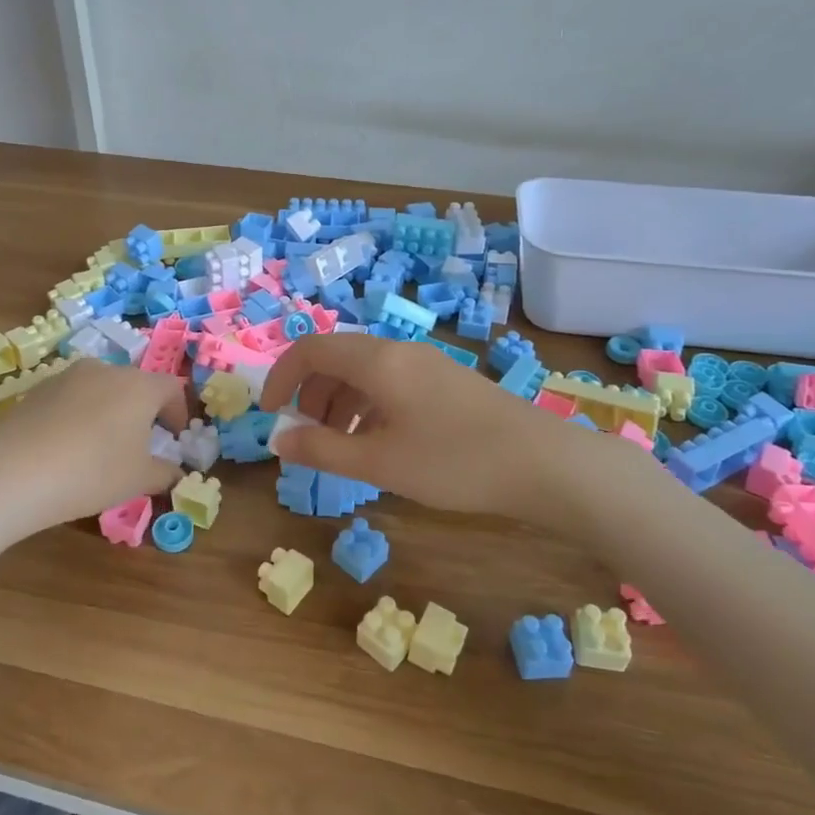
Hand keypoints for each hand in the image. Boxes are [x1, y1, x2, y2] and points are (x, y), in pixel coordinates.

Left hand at [0, 360, 189, 533]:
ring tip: (102, 444)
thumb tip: (174, 472)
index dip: (178, 412)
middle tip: (141, 442)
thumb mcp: (139, 480)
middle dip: (143, 411)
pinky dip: (80, 415)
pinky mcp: (38, 389)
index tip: (175, 438)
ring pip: (101, 389)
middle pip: (135, 384)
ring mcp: (69, 376)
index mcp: (139, 385)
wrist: (14, 472)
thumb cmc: (93, 472)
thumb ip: (165, 473)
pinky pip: (72, 398)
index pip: (172, 388)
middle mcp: (106, 370)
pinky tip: (69, 446)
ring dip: (110, 410)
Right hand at [260, 332, 620, 515]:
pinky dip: (369, 405)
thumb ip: (321, 449)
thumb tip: (278, 439)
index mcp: (377, 361)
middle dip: (310, 393)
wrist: (544, 465)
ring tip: (339, 444)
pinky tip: (379, 441)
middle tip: (306, 435)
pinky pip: (392, 382)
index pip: (311, 349)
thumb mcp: (378, 462)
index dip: (281, 376)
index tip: (269, 414)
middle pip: (337, 358)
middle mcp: (400, 350)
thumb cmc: (453, 463)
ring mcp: (428, 363)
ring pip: (365, 371)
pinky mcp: (448, 382)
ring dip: (339, 401)